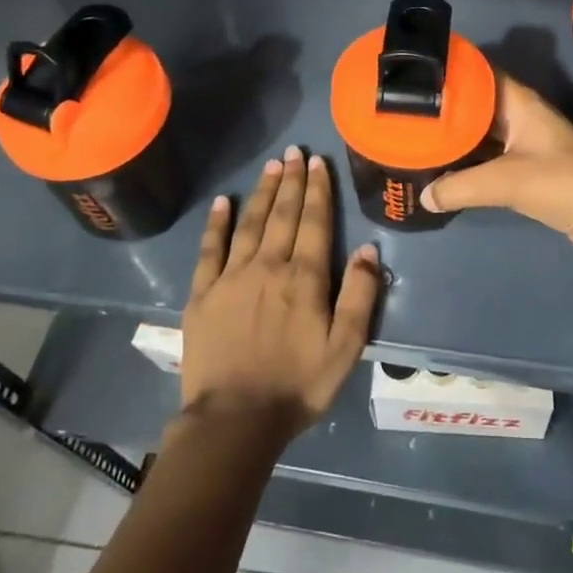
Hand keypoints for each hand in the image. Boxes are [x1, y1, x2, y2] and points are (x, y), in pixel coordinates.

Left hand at [180, 145, 382, 440]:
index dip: (317, 190)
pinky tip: (222, 203)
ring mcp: (231, 277)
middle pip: (282, 214)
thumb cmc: (297, 386)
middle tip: (295, 152)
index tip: (318, 163)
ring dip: (261, 192)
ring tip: (271, 166)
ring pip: (249, 223)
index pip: (314, 222)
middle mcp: (268, 266)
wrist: (235, 420)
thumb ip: (360, 295)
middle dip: (291, 180)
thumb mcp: (345, 347)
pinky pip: (209, 249)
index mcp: (304, 278)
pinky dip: (216, 224)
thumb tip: (369, 250)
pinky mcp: (203, 294)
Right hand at [420, 75, 572, 262]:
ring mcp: (524, 146)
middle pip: (475, 106)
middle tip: (403, 113)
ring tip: (413, 141)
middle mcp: (521, 118)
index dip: (449, 71)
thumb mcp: (507, 182)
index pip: (479, 74)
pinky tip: (441, 173)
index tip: (412, 73)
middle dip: (444, 110)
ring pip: (480, 136)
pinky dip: (467, 166)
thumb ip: (461, 187)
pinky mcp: (527, 173)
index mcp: (520, 103)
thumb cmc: (565, 184)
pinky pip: (488, 162)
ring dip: (454, 140)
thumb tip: (424, 196)